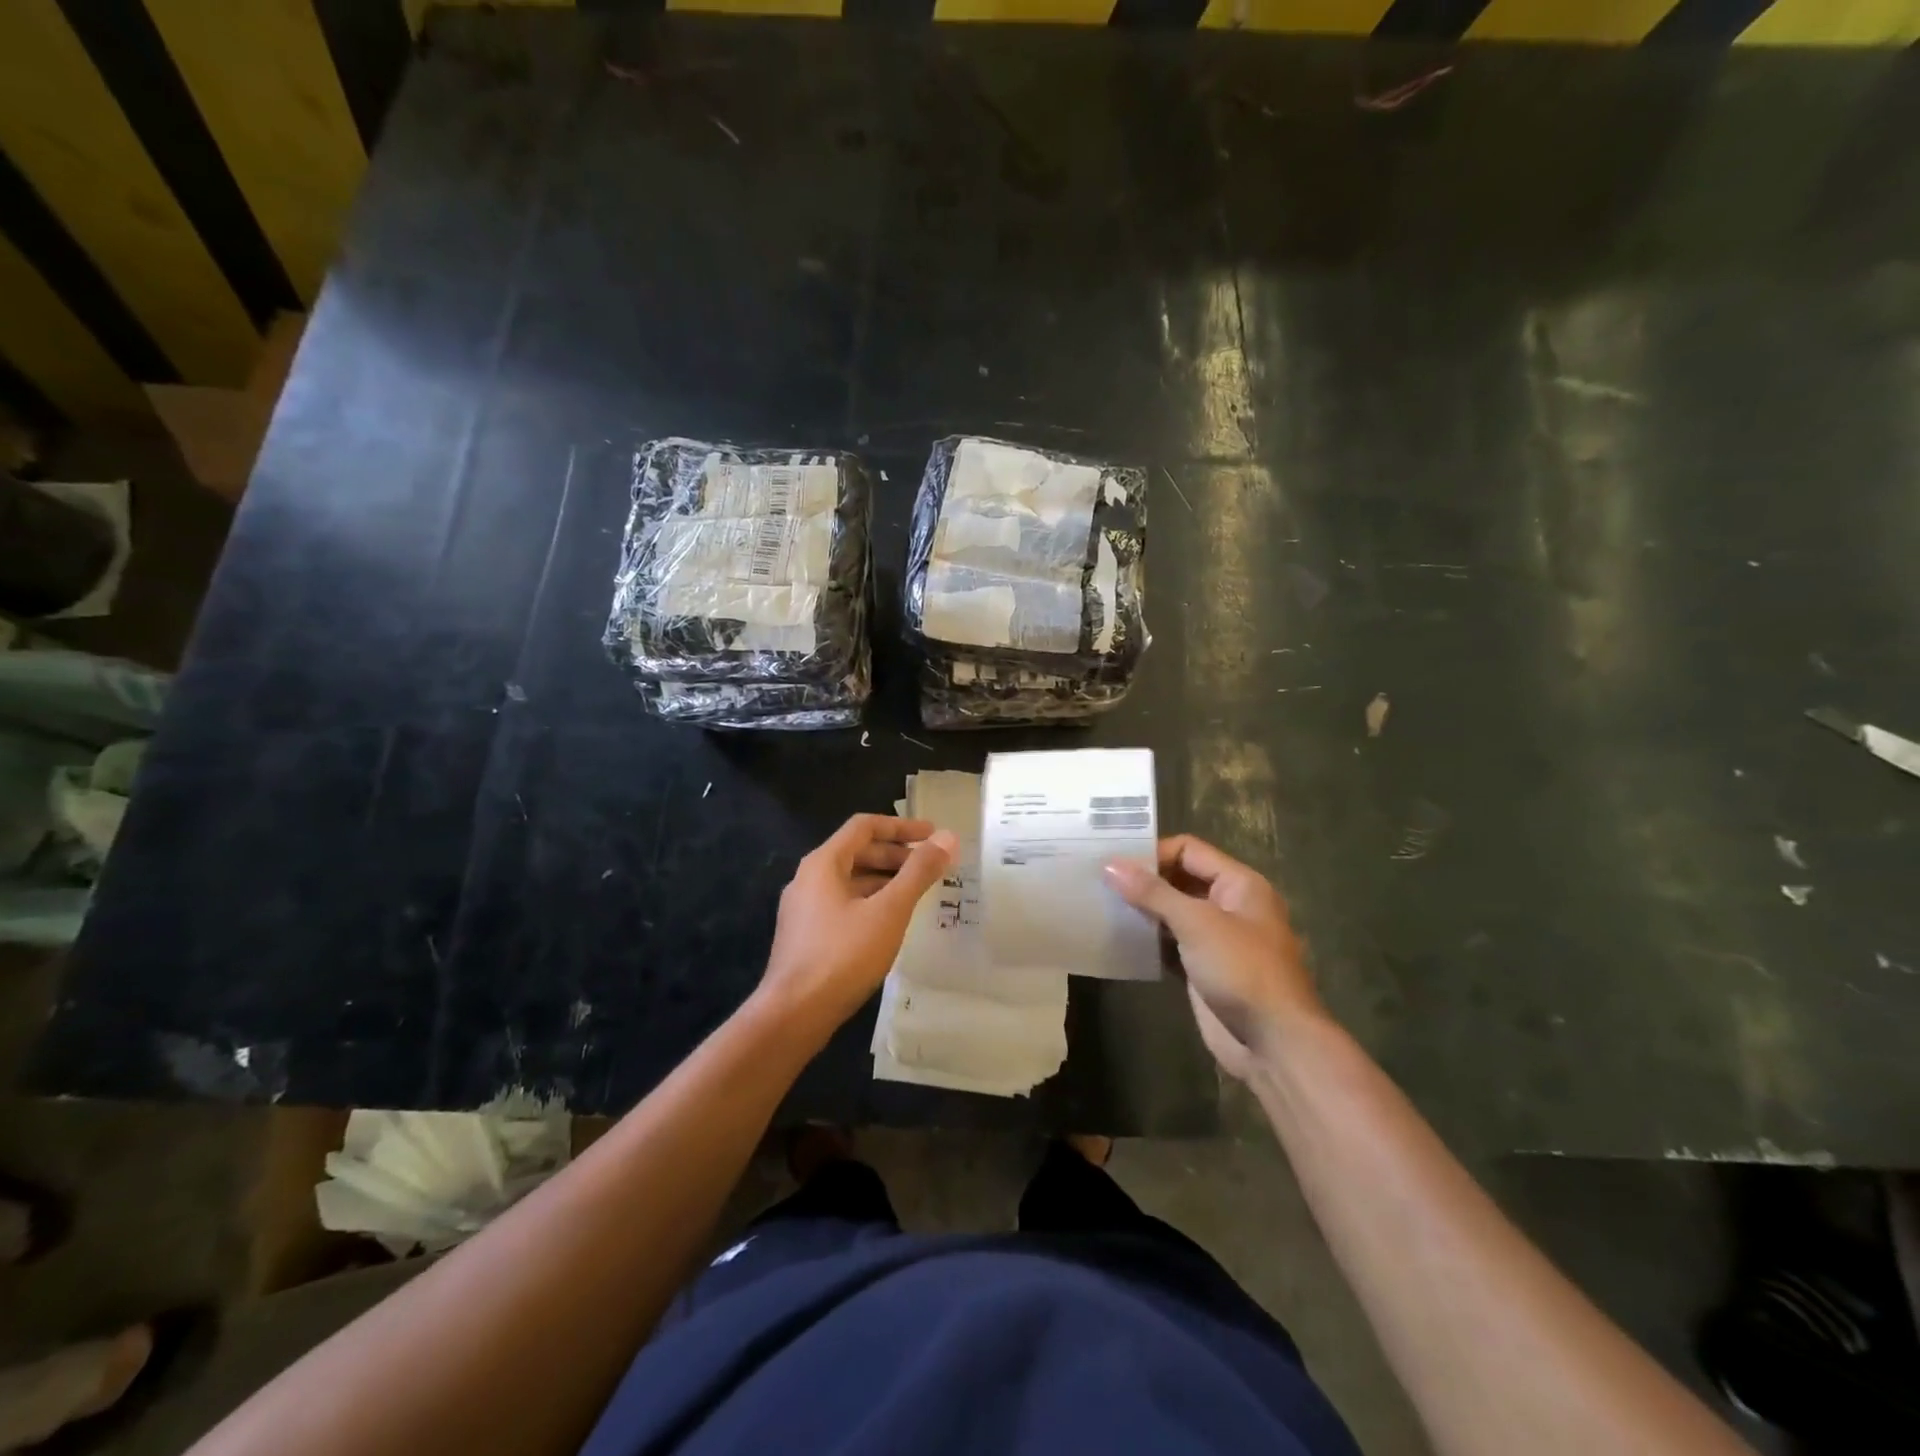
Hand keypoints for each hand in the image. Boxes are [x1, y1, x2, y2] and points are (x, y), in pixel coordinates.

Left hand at [759, 814, 957, 1036]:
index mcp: (823, 863)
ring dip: (885, 880)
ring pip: (851, 881)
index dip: (901, 827)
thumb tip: (948, 838)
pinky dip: (871, 902)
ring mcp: (804, 909)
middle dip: (896, 854)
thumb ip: (919, 872)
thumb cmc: (843, 955)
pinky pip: (844, 904)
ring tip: (918, 892)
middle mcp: (808, 879)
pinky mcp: (807, 936)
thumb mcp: (889, 911)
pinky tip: (891, 922)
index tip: (933, 835)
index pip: (864, 827)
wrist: (794, 1014)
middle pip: (857, 852)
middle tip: (930, 866)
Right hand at [1105, 836, 1324, 1079]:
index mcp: (1239, 884)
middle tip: (1099, 881)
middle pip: (1179, 880)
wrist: (1274, 1044)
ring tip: (1101, 906)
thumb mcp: (1197, 923)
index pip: (1189, 850)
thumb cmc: (1242, 970)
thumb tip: (1110, 864)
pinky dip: (1148, 941)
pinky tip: (1118, 940)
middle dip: (1143, 881)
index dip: (1153, 853)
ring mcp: (1216, 939)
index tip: (1113, 862)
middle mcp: (1229, 905)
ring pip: (1173, 913)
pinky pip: (1170, 944)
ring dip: (1142, 910)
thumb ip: (1152, 893)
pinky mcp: (1203, 969)